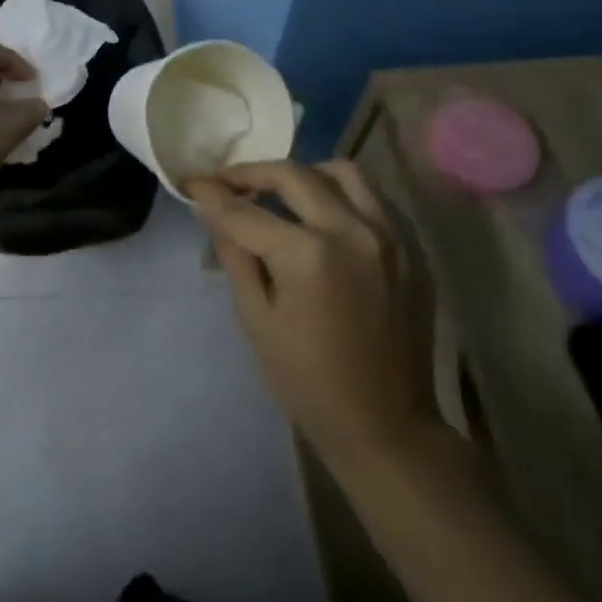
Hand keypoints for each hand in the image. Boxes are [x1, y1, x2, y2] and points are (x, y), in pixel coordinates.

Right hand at [188, 160, 436, 469]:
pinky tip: (321, 216)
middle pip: (293, 175)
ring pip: (342, 172)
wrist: (388, 428)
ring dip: (303, 174)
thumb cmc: (309, 383)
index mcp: (308, 256)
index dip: (211, 193)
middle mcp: (352, 231)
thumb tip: (215, 212)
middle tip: (226, 183)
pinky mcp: (412, 249)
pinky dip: (340, 194)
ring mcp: (391, 236)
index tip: (190, 181)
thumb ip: (235, 256)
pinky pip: (373, 199)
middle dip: (251, 173)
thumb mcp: (256, 321)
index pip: (246, 211)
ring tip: (279, 192)